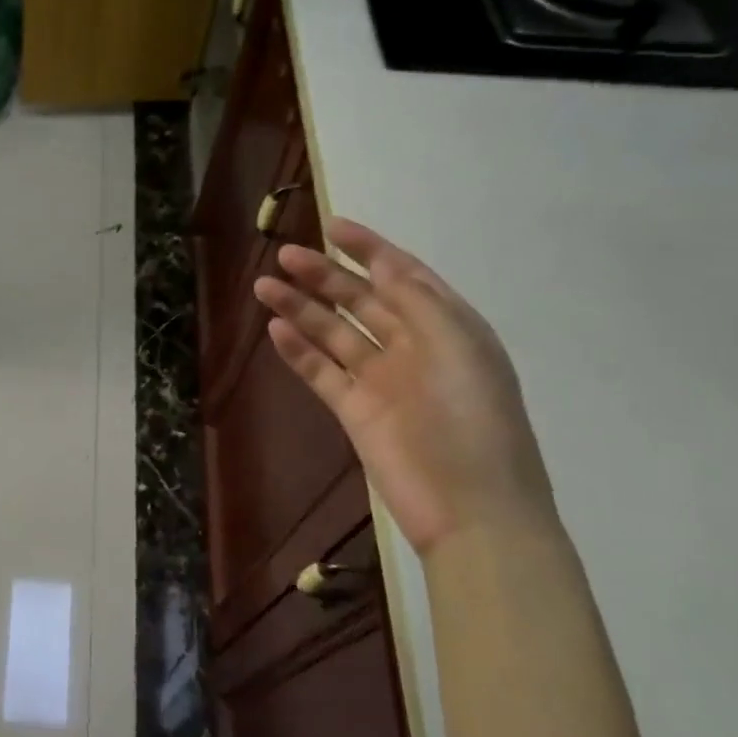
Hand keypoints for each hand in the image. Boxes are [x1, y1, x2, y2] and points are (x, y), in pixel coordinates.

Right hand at [255, 218, 554, 555]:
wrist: (471, 511)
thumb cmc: (472, 421)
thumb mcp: (456, 347)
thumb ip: (417, 302)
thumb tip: (383, 265)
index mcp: (447, 327)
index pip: (403, 275)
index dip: (369, 249)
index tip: (332, 225)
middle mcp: (413, 347)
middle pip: (361, 300)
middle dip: (325, 275)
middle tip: (286, 255)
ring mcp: (382, 381)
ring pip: (335, 333)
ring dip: (302, 308)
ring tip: (265, 286)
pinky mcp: (355, 411)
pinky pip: (322, 372)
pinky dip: (299, 351)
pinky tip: (275, 330)